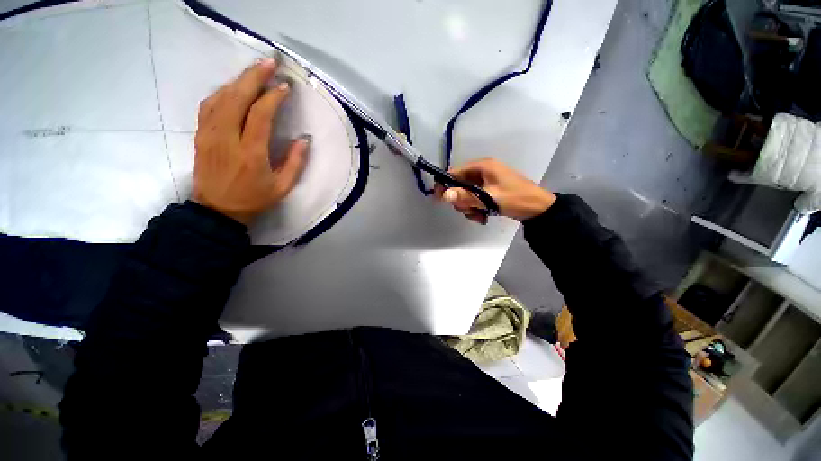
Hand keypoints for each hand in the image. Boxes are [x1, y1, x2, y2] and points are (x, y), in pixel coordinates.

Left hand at [192, 58, 309, 224]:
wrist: (218, 210)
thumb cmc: (254, 199)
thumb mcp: (283, 187)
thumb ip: (295, 162)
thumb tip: (304, 139)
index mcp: (251, 153)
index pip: (260, 115)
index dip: (273, 97)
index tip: (285, 87)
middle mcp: (227, 138)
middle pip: (237, 98)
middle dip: (254, 76)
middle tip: (270, 62)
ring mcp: (210, 134)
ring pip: (221, 97)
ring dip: (238, 80)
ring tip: (254, 70)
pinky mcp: (201, 134)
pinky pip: (209, 105)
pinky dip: (223, 91)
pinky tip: (233, 88)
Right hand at [434, 158, 555, 222]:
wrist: (539, 209)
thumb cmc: (515, 199)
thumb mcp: (489, 199)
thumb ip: (466, 197)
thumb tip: (444, 195)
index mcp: (482, 166)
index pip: (454, 172)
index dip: (445, 185)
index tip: (439, 200)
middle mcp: (482, 171)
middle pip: (459, 185)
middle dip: (461, 201)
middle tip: (470, 211)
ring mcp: (486, 181)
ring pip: (466, 194)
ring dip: (469, 207)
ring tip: (479, 217)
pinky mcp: (489, 190)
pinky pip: (475, 199)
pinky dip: (476, 209)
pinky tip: (483, 217)